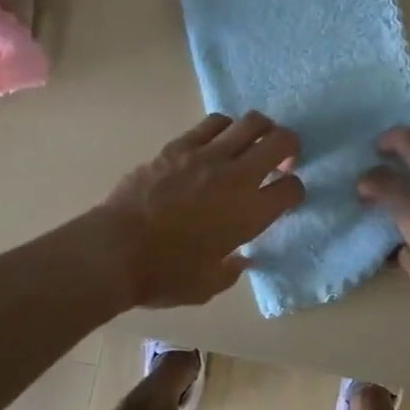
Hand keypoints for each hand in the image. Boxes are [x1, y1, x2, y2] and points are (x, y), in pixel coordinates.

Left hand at [101, 111, 304, 306]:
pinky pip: (213, 123)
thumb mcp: (206, 286)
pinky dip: (224, 128)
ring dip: (259, 131)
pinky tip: (218, 141)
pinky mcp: (179, 145)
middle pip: (281, 141)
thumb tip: (241, 260)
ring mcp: (207, 155)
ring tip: (250, 144)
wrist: (115, 249)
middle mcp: (237, 176)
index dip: (294, 191)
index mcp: (250, 213)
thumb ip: (230, 270)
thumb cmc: (164, 274)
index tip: (284, 197)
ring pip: (250, 122)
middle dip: (289, 147)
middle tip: (281, 159)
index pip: (292, 188)